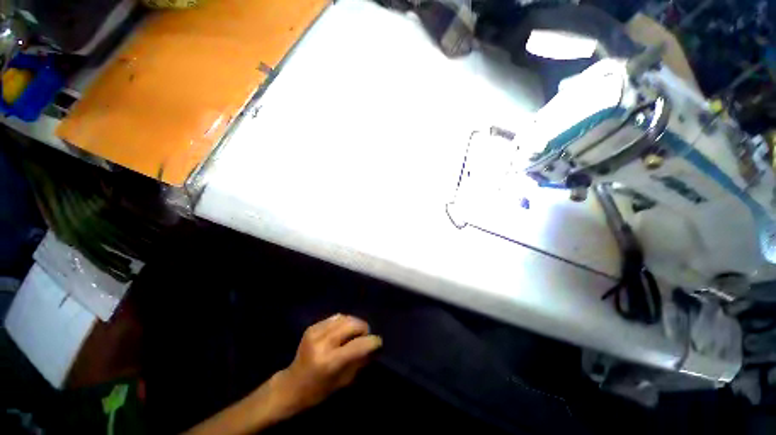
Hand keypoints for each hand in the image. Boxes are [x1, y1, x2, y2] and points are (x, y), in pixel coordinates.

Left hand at [270, 314, 381, 415]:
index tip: (378, 343)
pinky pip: (335, 317)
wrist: (291, 385)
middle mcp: (323, 343)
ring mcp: (316, 332)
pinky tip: (344, 331)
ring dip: (354, 324)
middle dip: (364, 328)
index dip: (372, 341)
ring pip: (345, 317)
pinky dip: (344, 322)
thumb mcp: (343, 381)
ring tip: (355, 333)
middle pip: (352, 324)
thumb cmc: (318, 391)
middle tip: (365, 337)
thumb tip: (374, 346)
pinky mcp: (312, 326)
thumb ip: (360, 361)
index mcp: (330, 362)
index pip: (358, 344)